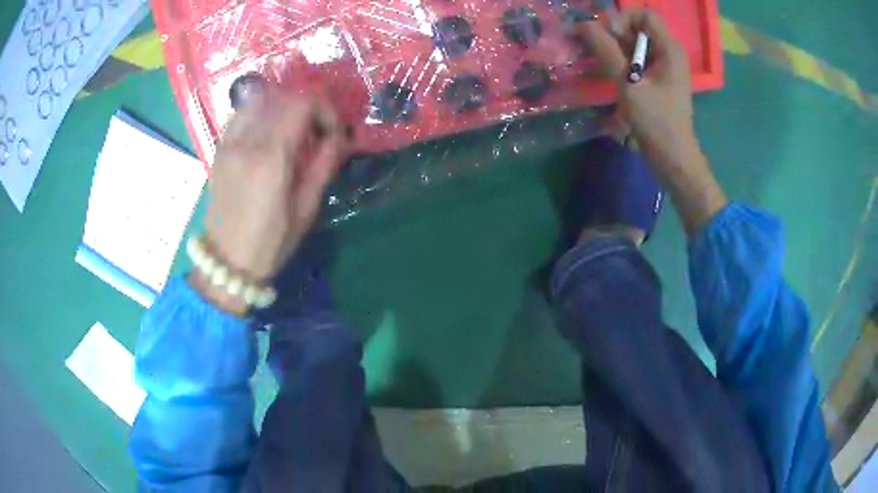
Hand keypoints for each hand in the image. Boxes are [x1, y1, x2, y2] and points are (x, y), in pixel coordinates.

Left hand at [193, 90, 346, 311]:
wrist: (226, 262)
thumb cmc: (270, 243)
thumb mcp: (305, 209)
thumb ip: (323, 165)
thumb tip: (338, 137)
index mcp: (271, 158)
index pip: (302, 104)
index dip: (325, 110)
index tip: (332, 132)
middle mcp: (247, 141)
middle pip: (282, 98)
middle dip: (307, 107)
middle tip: (316, 132)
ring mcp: (229, 143)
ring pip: (260, 100)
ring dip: (282, 107)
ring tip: (291, 130)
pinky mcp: (219, 149)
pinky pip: (241, 115)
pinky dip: (260, 113)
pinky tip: (267, 133)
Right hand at [578, 11, 695, 169]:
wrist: (673, 159)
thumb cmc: (657, 123)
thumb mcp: (629, 85)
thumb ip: (607, 52)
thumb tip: (583, 26)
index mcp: (669, 49)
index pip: (643, 15)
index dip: (621, 19)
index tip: (605, 36)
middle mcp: (667, 52)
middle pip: (635, 27)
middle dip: (610, 33)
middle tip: (589, 46)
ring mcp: (662, 67)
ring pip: (632, 44)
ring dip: (610, 47)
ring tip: (589, 56)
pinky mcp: (655, 80)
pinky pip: (634, 60)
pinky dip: (616, 60)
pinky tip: (601, 69)